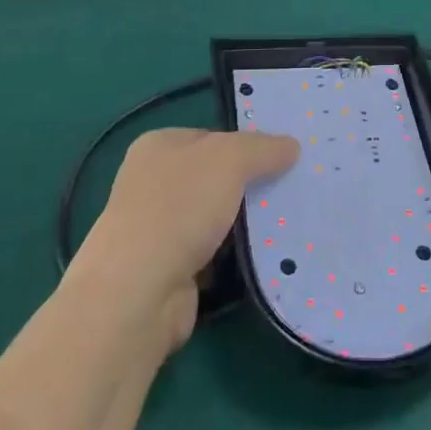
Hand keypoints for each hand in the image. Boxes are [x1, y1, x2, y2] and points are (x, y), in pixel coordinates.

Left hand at [71, 128, 298, 353]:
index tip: (282, 158)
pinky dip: (235, 258)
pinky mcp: (169, 271)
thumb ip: (262, 149)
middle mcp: (153, 183)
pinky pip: (214, 255)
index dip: (246, 145)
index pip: (212, 137)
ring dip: (244, 224)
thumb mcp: (229, 160)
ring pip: (216, 218)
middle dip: (249, 186)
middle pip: (214, 178)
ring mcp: (158, 229)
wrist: (138, 292)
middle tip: (292, 190)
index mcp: (158, 146)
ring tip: (287, 224)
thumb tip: (292, 146)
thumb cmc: (179, 207)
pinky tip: (264, 258)